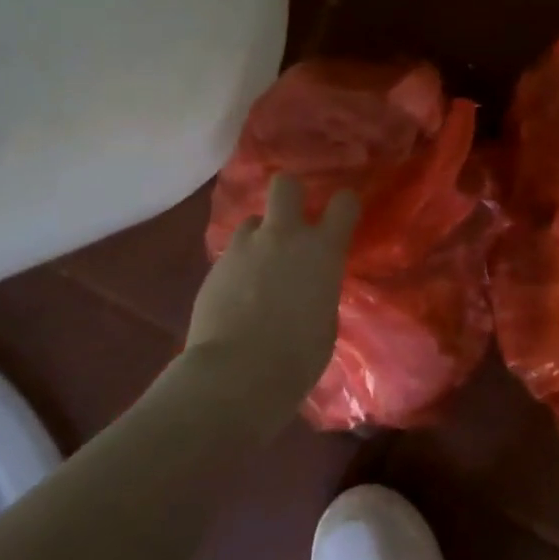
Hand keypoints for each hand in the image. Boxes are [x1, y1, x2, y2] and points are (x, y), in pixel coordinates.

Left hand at [178, 175, 359, 406]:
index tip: (342, 216)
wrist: (237, 374)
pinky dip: (239, 265)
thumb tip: (310, 287)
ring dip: (260, 236)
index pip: (344, 203)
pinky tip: (239, 293)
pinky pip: (233, 253)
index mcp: (323, 249)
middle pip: (285, 185)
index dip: (344, 205)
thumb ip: (320, 290)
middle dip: (290, 194)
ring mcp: (245, 249)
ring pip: (253, 221)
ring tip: (260, 264)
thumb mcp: (326, 319)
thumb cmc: (298, 355)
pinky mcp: (214, 267)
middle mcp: (284, 236)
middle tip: (293, 218)